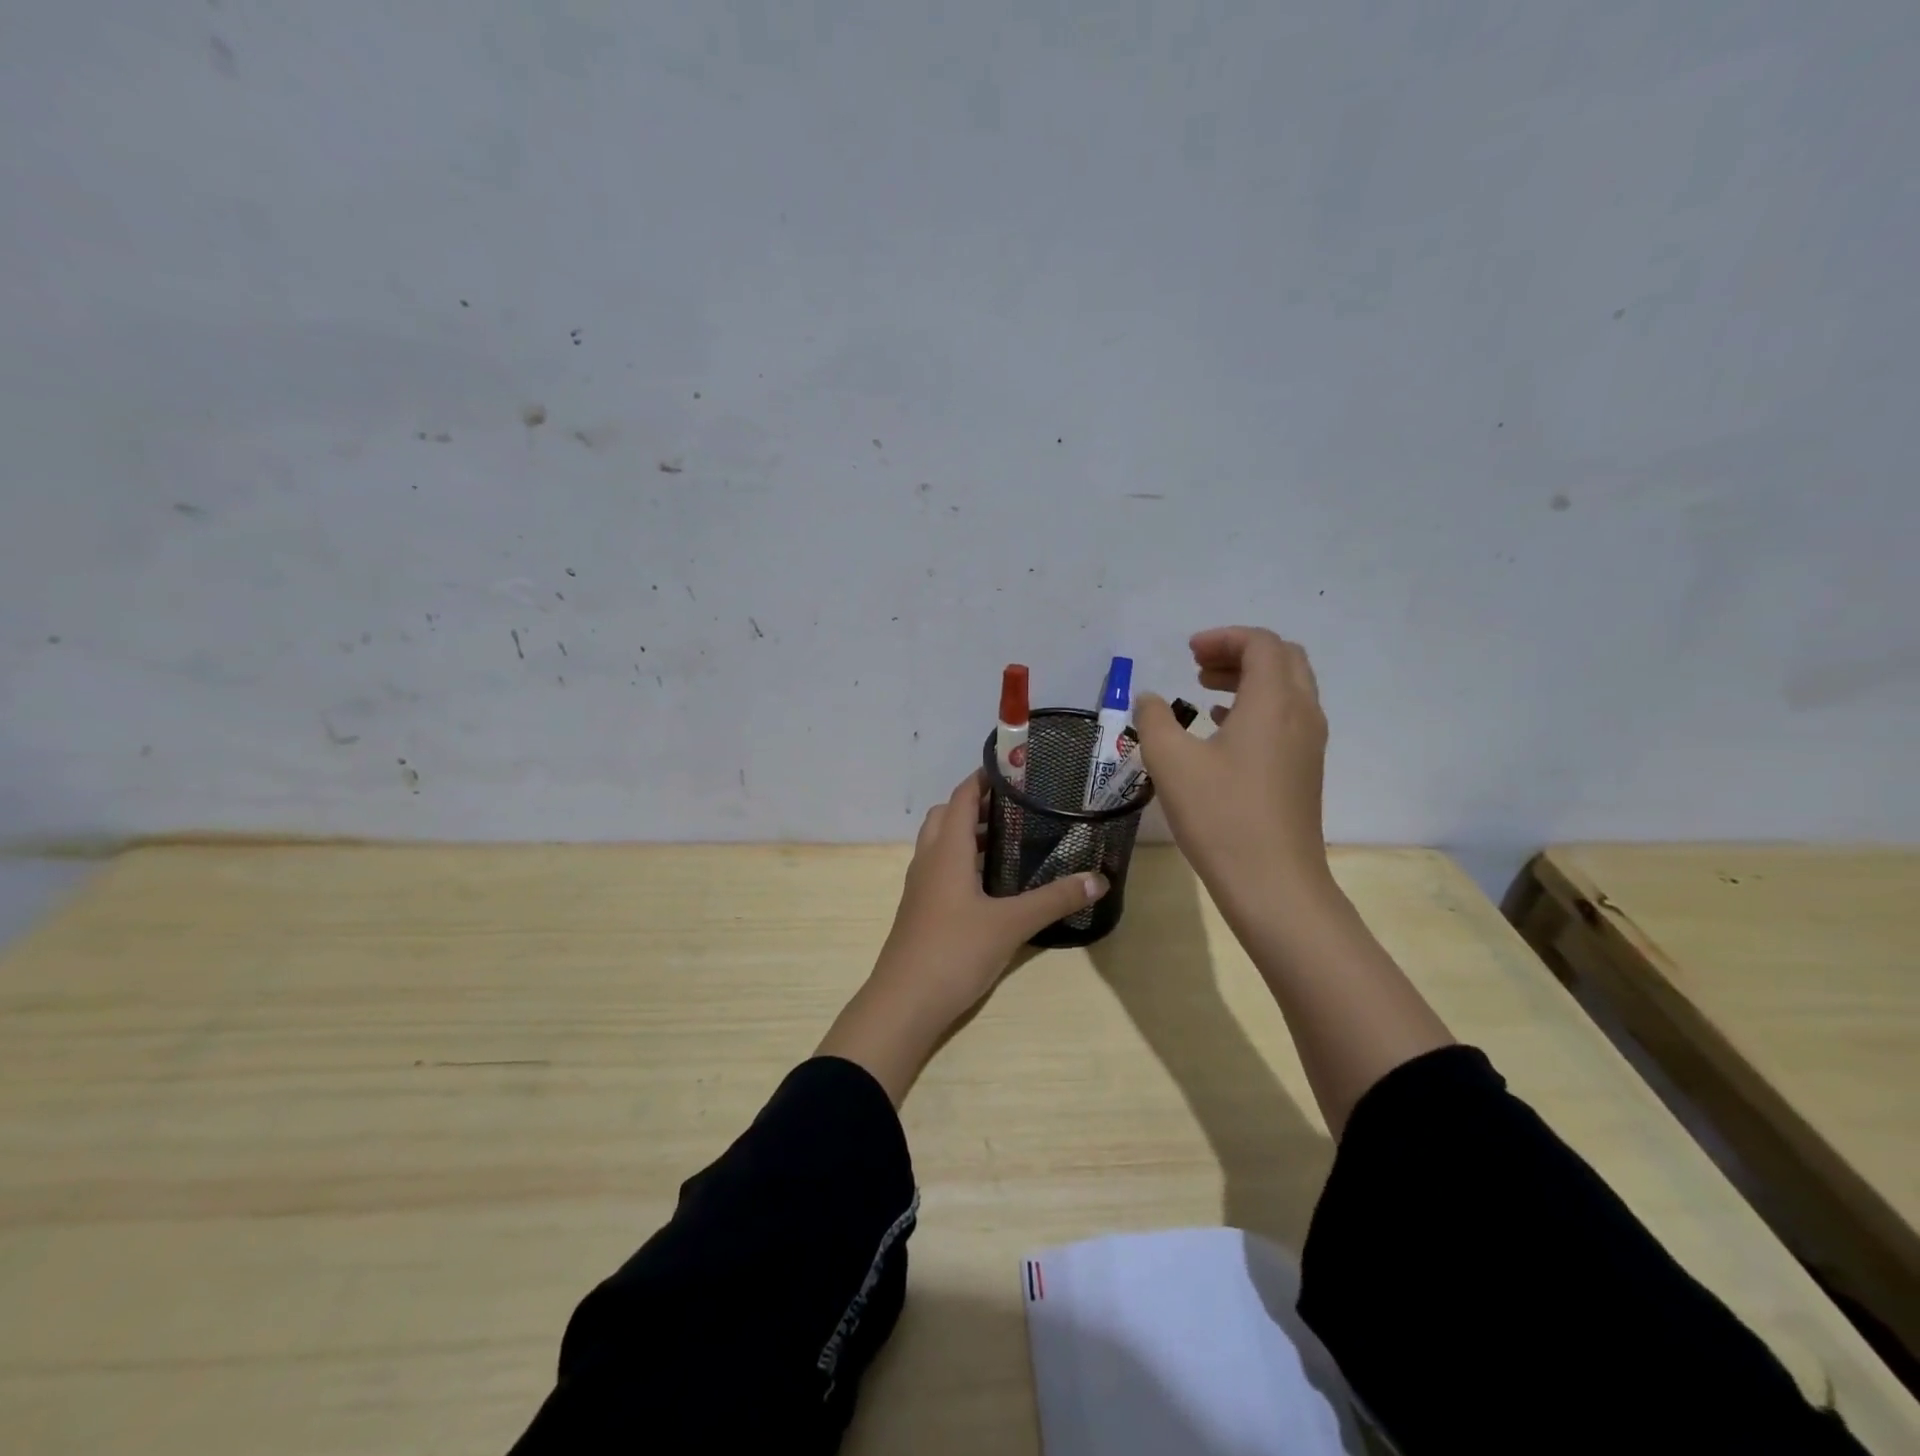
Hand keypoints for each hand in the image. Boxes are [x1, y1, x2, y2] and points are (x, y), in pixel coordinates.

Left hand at [816, 771, 1108, 1103]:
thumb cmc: (954, 951)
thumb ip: (1054, 900)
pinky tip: (991, 883)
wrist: (904, 1002)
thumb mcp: (1011, 924)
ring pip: (941, 842)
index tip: (1017, 770)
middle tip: (1016, 808)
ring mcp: (920, 885)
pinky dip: (962, 860)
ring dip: (968, 833)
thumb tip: (1099, 879)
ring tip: (1010, 841)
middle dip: (976, 805)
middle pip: (947, 815)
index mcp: (947, 850)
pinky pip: (940, 867)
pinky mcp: (921, 908)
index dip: (985, 778)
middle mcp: (929, 859)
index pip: (962, 796)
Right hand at [1134, 627, 1331, 913]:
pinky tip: (1222, 729)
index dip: (1223, 638)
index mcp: (1274, 701)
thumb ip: (1154, 719)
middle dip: (1239, 653)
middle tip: (1198, 665)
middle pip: (1282, 659)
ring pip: (1287, 689)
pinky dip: (1257, 707)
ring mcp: (1309, 744)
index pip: (1260, 644)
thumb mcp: (1171, 762)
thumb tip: (1151, 699)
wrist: (1273, 883)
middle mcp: (1301, 713)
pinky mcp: (1305, 770)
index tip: (1187, 652)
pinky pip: (1287, 718)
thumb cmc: (1221, 815)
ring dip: (1249, 680)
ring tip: (1204, 692)